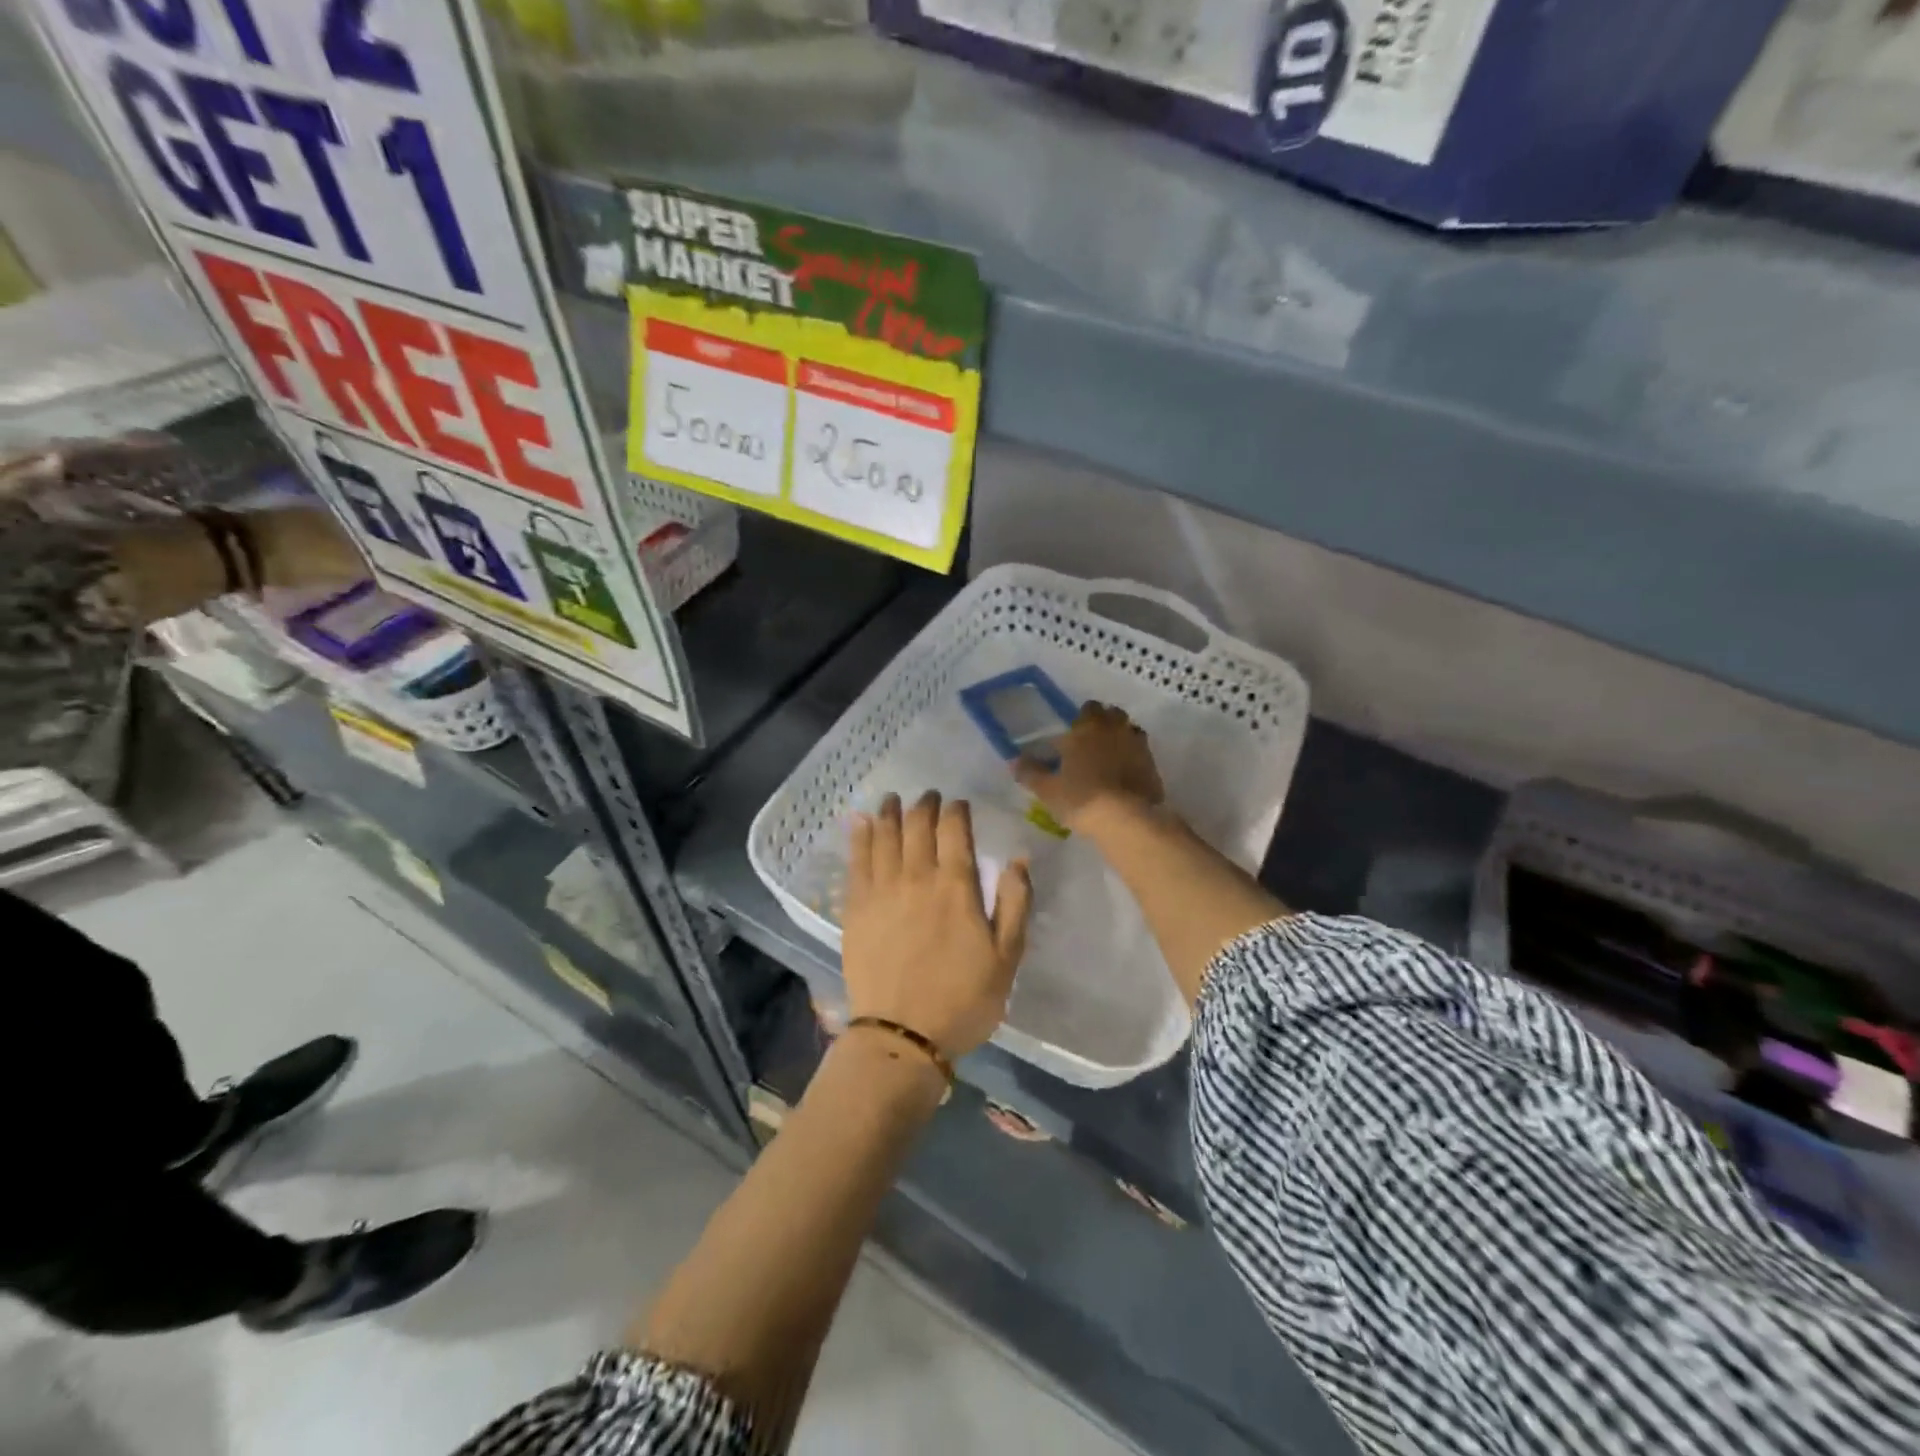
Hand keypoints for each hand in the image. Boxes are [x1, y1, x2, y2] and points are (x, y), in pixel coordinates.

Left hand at [842, 792, 1032, 1059]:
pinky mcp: (855, 907)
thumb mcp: (1007, 957)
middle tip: (929, 797)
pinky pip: (856, 860)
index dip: (957, 810)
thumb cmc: (963, 999)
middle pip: (917, 824)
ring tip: (893, 799)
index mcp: (956, 886)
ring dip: (890, 811)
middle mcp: (916, 876)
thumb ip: (1016, 903)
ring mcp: (881, 890)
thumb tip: (1019, 857)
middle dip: (925, 804)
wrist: (902, 1036)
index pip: (955, 830)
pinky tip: (860, 821)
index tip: (959, 804)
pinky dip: (859, 835)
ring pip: (884, 835)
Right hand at [1015, 702, 1163, 832]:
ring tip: (1110, 757)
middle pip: (1113, 714)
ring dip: (1121, 737)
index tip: (1074, 732)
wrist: (1126, 818)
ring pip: (1130, 730)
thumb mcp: (1047, 789)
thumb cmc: (1080, 798)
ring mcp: (1138, 745)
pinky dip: (1134, 758)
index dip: (1082, 718)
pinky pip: (1142, 752)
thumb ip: (1030, 772)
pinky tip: (1126, 774)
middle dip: (1104, 722)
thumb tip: (1014, 760)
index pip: (1087, 708)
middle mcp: (1114, 729)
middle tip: (1092, 742)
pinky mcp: (1153, 765)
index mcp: (1087, 728)